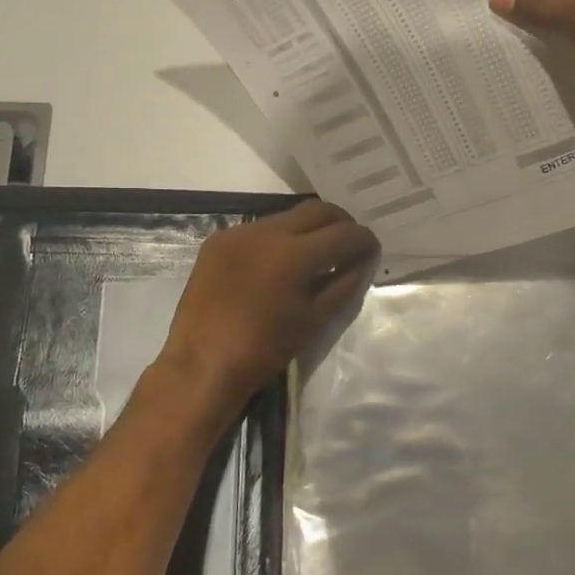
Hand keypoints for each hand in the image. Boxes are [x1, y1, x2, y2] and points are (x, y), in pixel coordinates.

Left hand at [157, 200, 377, 408]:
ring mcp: (238, 232)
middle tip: (349, 244)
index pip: (344, 233)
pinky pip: (259, 228)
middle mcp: (266, 232)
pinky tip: (279, 262)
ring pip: (287, 215)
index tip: (372, 250)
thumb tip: (363, 261)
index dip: (364, 239)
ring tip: (316, 253)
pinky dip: (278, 238)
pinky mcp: (218, 240)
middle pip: (317, 210)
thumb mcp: (314, 320)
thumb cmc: (264, 350)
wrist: (202, 365)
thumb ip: (343, 284)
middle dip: (340, 223)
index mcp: (294, 254)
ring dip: (309, 228)